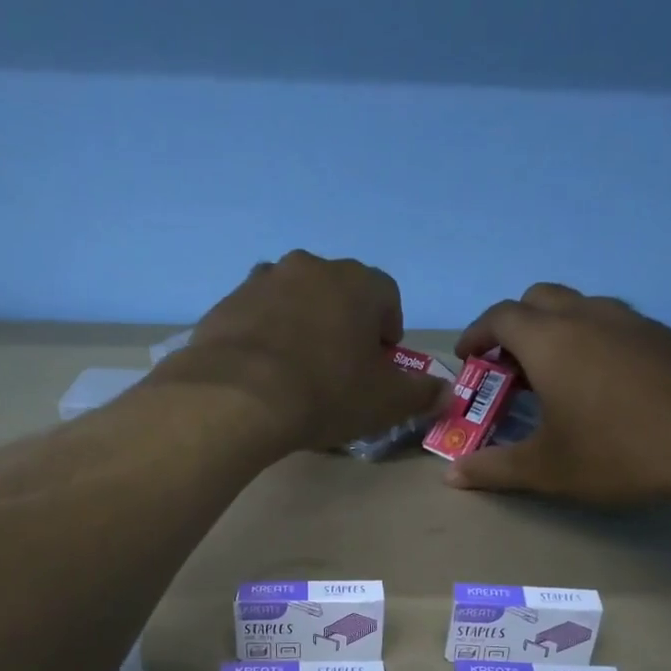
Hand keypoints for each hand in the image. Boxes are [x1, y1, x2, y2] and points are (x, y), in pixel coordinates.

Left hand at [153, 251, 445, 456]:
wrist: (238, 398)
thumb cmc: (325, 393)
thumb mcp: (384, 402)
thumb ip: (420, 394)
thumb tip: (445, 393)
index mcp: (356, 283)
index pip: (387, 296)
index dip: (388, 330)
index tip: (380, 363)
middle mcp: (309, 268)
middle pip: (337, 293)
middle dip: (344, 324)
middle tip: (340, 368)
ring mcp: (261, 281)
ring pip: (293, 300)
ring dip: (301, 326)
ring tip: (297, 371)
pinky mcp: (225, 304)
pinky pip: (256, 318)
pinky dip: (264, 337)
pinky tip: (262, 374)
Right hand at [444, 283, 670, 505]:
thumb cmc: (622, 452)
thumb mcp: (548, 469)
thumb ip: (495, 468)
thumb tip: (451, 474)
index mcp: (551, 340)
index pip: (499, 316)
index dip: (476, 334)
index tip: (468, 358)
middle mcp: (590, 316)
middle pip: (539, 299)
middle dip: (515, 325)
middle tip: (510, 367)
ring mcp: (634, 321)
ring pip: (582, 307)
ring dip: (557, 331)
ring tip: (556, 377)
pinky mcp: (669, 335)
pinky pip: (617, 325)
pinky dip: (595, 342)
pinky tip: (607, 387)